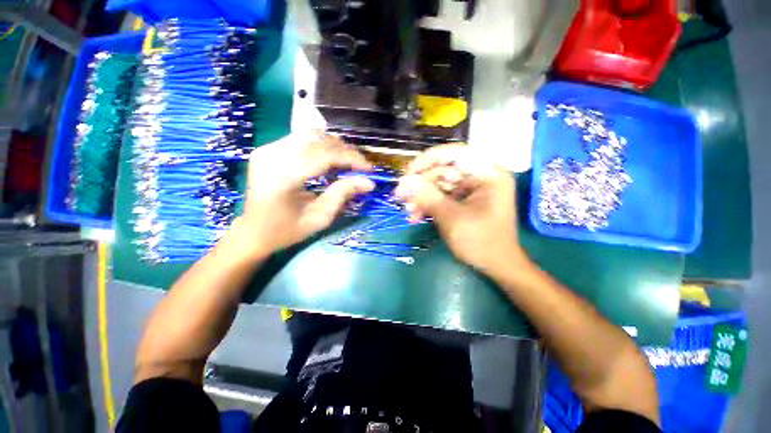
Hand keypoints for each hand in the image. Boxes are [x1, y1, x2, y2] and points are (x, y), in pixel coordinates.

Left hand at [233, 132, 373, 258]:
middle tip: (361, 166)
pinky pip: (301, 139)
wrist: (253, 232)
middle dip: (346, 151)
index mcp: (282, 177)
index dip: (351, 159)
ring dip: (335, 146)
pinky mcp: (267, 149)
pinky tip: (331, 158)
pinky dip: (321, 145)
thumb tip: (369, 182)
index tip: (369, 169)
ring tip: (349, 161)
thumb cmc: (287, 231)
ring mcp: (267, 149)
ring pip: (310, 135)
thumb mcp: (320, 217)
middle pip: (318, 141)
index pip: (324, 156)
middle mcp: (272, 156)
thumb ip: (343, 194)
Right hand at [394, 145, 526, 272]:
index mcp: (488, 174)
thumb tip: (403, 182)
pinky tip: (415, 215)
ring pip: (439, 183)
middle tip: (400, 196)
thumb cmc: (480, 241)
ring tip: (407, 210)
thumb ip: (427, 197)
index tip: (407, 172)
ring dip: (421, 196)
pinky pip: (441, 195)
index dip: (428, 159)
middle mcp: (480, 176)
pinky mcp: (463, 200)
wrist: (495, 265)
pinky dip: (428, 204)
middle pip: (444, 169)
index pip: (455, 153)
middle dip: (421, 184)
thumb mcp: (452, 218)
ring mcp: (471, 188)